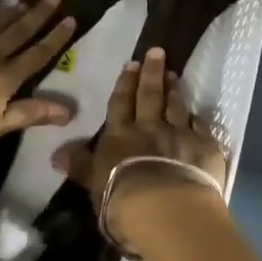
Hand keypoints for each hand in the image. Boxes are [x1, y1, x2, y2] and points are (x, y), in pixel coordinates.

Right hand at [53, 48, 228, 253]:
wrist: (166, 209)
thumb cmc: (121, 199)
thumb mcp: (93, 183)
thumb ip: (79, 166)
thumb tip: (57, 154)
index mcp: (121, 134)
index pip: (121, 103)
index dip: (125, 83)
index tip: (131, 63)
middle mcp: (150, 127)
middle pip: (150, 95)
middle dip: (152, 72)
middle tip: (157, 51)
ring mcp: (179, 134)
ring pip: (177, 106)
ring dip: (175, 89)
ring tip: (174, 74)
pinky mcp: (204, 147)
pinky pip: (201, 127)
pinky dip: (198, 118)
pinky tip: (198, 113)